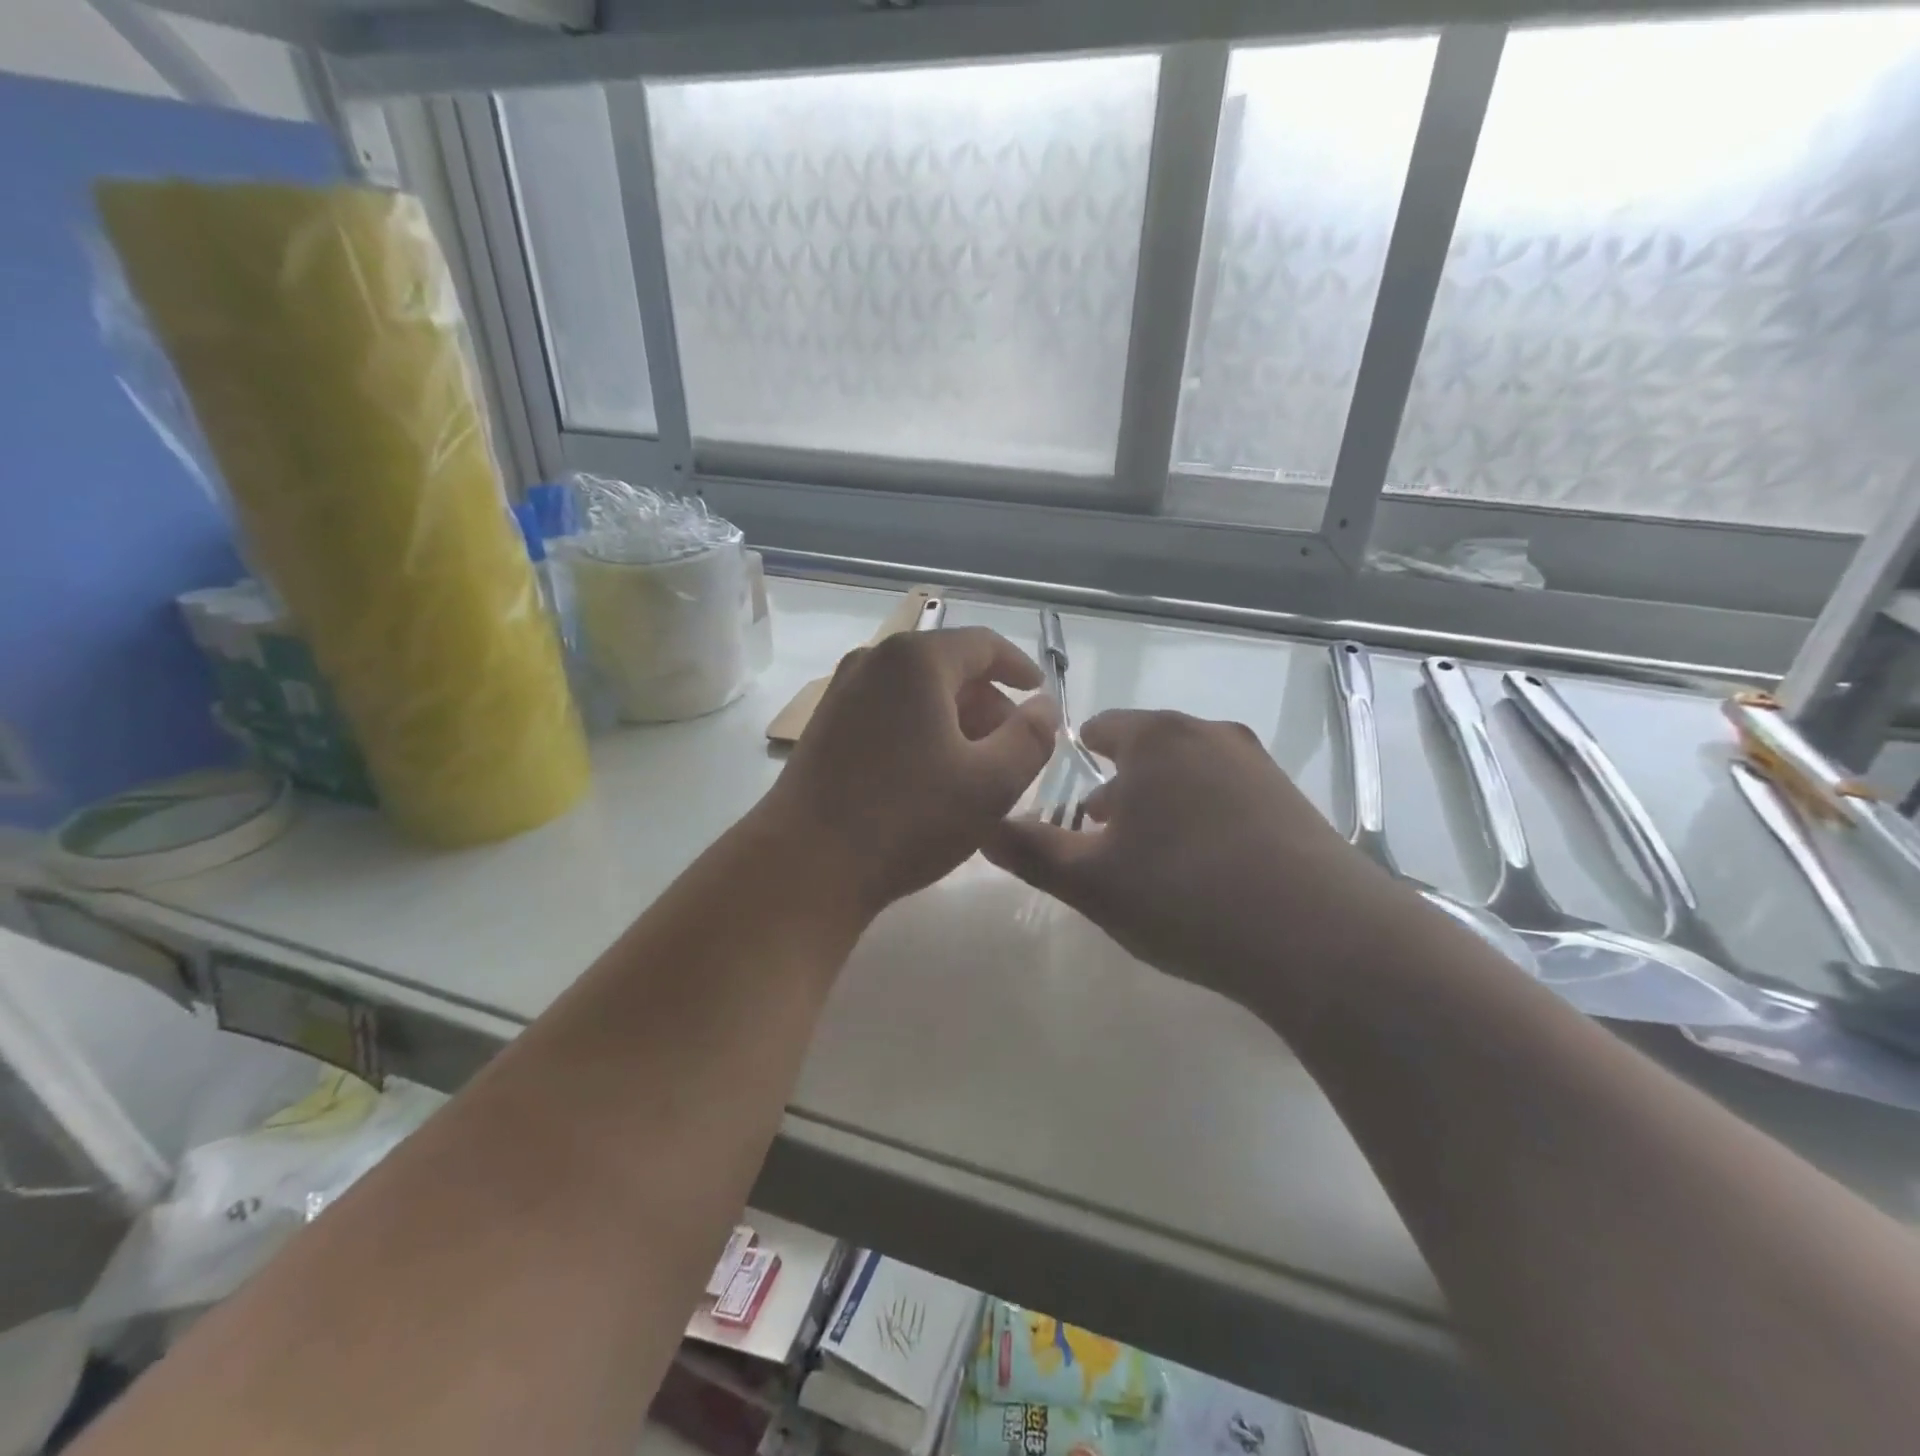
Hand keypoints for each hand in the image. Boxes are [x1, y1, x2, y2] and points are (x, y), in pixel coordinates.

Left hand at [761, 627, 1056, 915]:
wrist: (806, 864)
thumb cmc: (908, 818)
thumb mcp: (991, 783)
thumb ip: (1031, 737)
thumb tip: (1044, 707)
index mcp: (917, 660)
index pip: (983, 645)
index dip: (1019, 668)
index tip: (1039, 696)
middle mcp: (874, 661)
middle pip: (948, 668)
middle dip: (988, 703)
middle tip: (1013, 747)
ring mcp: (842, 693)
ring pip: (917, 693)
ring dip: (955, 721)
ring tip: (976, 768)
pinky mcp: (825, 726)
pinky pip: (889, 713)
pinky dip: (920, 731)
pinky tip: (931, 777)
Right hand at [985, 709, 1406, 1010]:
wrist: (1323, 939)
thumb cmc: (1184, 895)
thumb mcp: (1090, 881)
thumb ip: (1029, 851)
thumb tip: (981, 827)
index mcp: (1156, 739)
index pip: (1101, 728)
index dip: (1077, 762)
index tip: (1069, 805)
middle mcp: (1210, 736)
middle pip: (1148, 751)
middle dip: (1119, 789)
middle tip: (1102, 840)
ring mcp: (1259, 767)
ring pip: (1190, 775)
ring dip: (1163, 806)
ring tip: (1152, 861)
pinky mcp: (1294, 803)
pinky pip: (1230, 799)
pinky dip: (1206, 822)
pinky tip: (1208, 874)